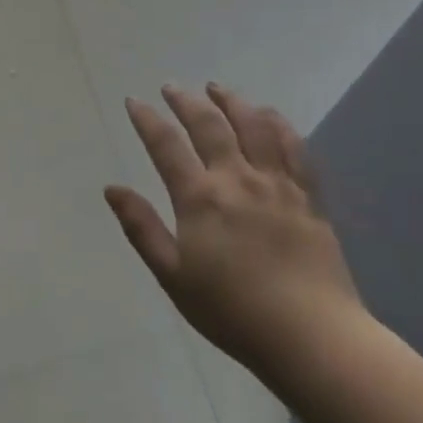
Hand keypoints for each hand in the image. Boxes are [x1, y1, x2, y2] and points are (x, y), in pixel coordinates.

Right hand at [105, 83, 367, 378]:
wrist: (310, 335)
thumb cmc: (231, 311)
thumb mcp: (172, 275)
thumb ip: (142, 228)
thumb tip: (112, 188)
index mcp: (200, 198)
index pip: (166, 146)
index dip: (148, 120)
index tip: (135, 101)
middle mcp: (238, 179)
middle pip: (210, 125)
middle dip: (186, 101)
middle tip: (172, 87)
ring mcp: (278, 184)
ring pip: (254, 126)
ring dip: (232, 101)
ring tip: (218, 89)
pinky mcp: (308, 196)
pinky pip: (294, 147)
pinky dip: (277, 123)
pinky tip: (269, 115)